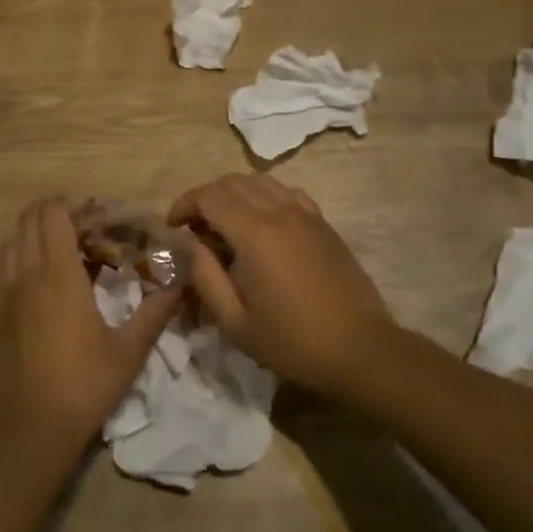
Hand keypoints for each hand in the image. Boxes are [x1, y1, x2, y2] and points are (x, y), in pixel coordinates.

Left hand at [0, 199, 180, 461]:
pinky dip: (24, 252)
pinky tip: (48, 274)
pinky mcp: (0, 311)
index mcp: (59, 276)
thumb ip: (155, 311)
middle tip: (89, 224)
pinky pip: (6, 263)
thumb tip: (181, 281)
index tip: (101, 213)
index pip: (53, 215)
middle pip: (30, 219)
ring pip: (14, 239)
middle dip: (57, 210)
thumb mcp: (130, 350)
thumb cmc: (86, 385)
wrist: (34, 427)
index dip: (75, 204)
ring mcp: (9, 292)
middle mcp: (28, 274)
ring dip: (37, 230)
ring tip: (67, 244)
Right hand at [168, 174, 395, 396]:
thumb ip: (203, 275)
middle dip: (205, 197)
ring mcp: (305, 214)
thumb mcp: (235, 320)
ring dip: (234, 194)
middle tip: (194, 228)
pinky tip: (261, 224)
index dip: (184, 204)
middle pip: (232, 182)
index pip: (209, 196)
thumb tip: (185, 242)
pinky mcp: (323, 223)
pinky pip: (286, 192)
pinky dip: (264, 197)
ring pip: (260, 181)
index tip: (172, 226)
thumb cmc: (292, 341)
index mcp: (254, 233)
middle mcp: (279, 211)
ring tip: (224, 224)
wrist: (360, 349)